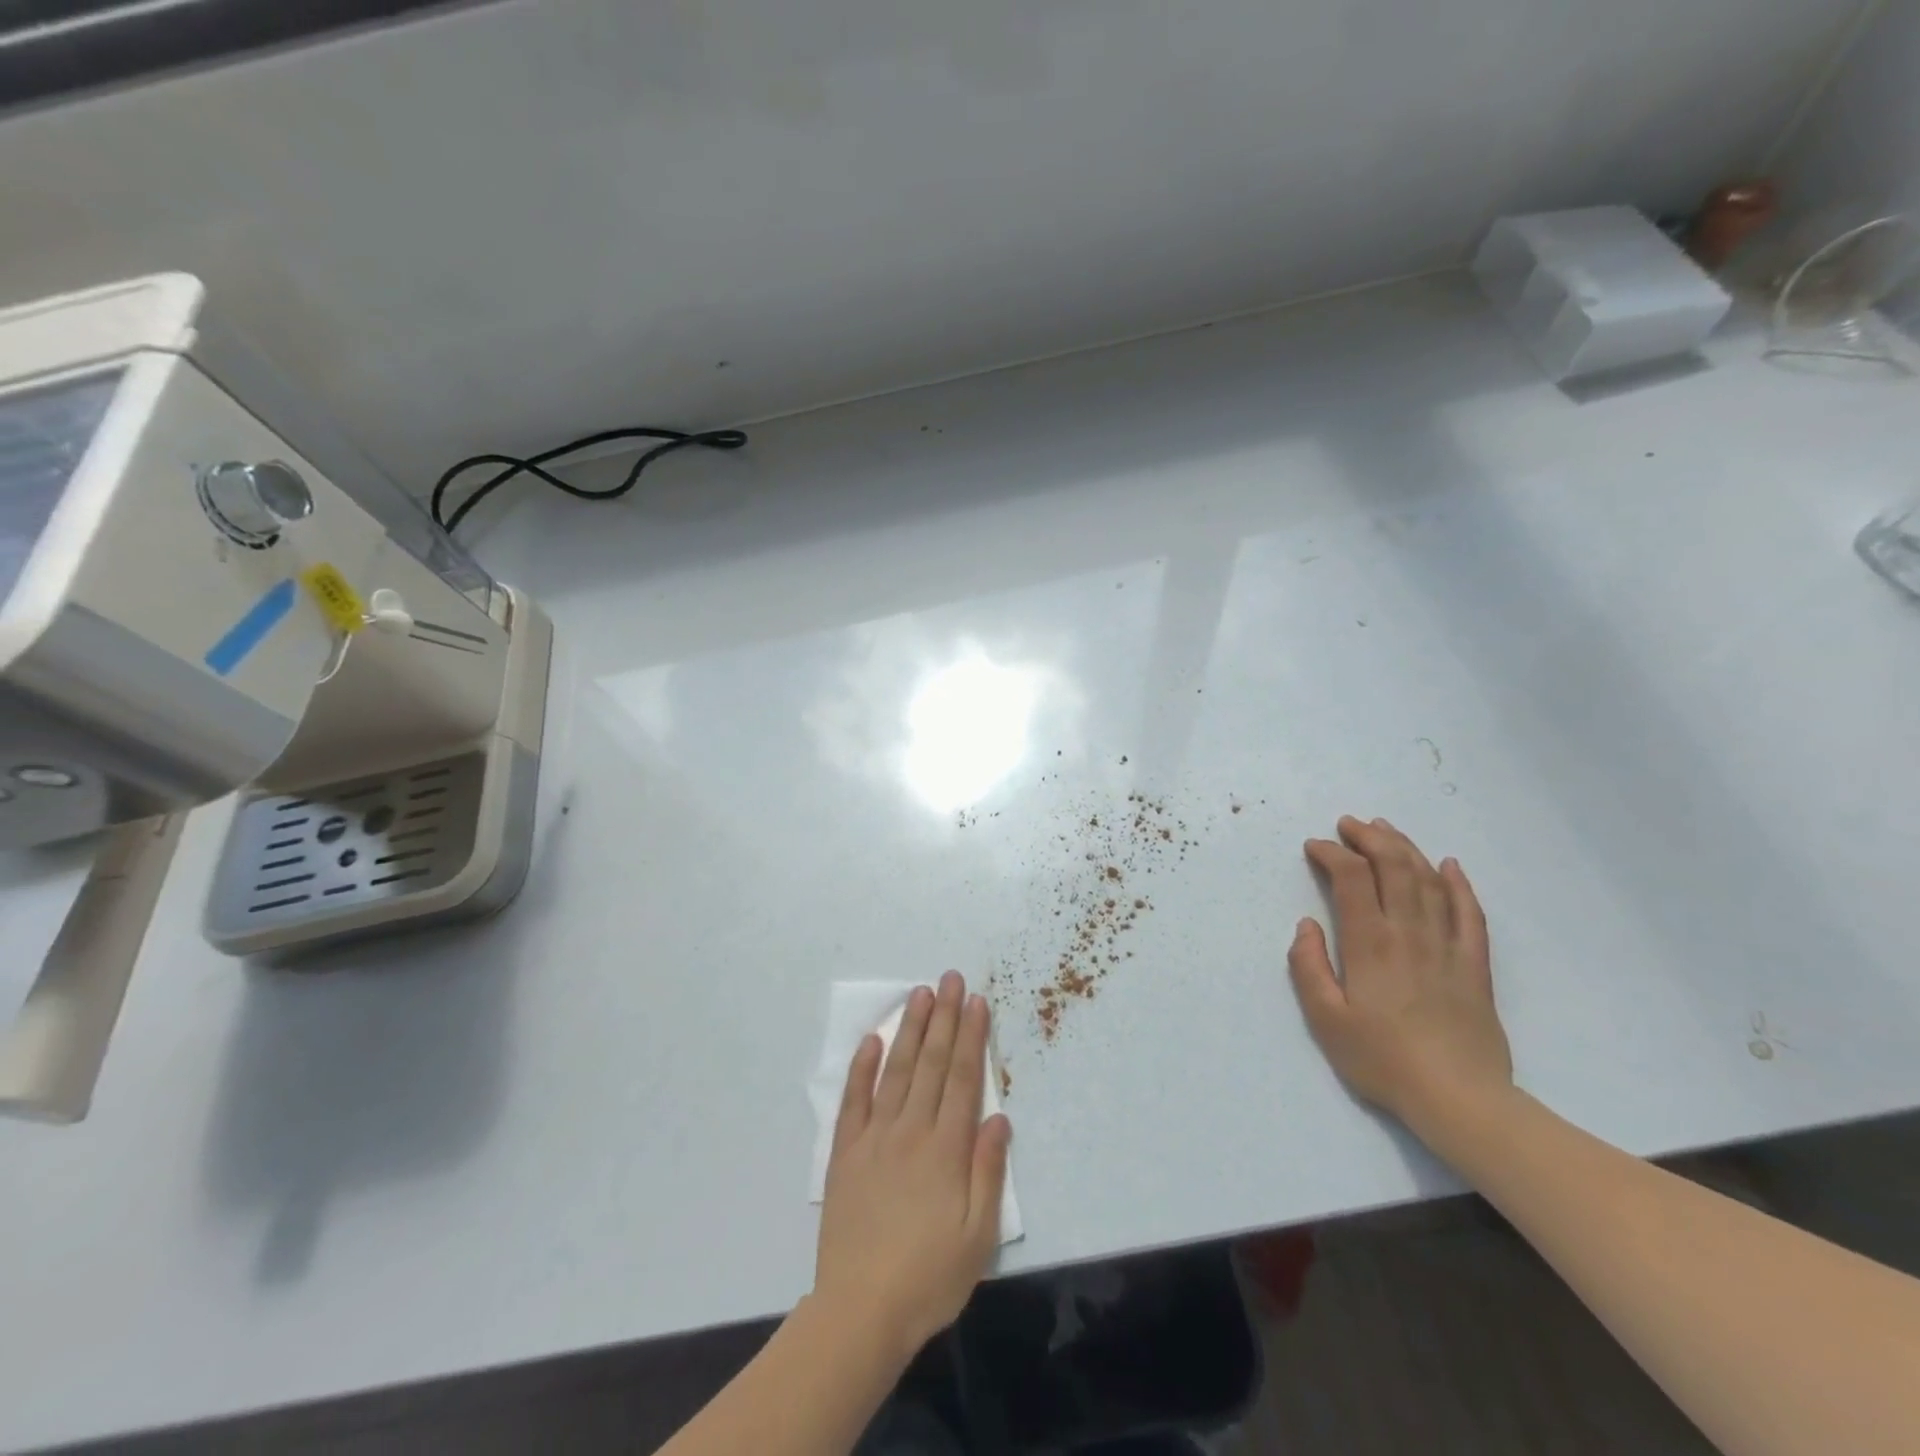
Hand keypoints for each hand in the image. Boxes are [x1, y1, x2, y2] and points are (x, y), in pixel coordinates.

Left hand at [814, 971, 1010, 1363]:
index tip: (977, 1001)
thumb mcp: (978, 1235)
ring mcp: (874, 1137)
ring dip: (910, 1030)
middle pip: (932, 1063)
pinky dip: (862, 1067)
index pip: (963, 1078)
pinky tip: (871, 1040)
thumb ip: (989, 1171)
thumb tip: (998, 1117)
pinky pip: (853, 1100)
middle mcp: (911, 1130)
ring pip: (896, 1070)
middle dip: (944, 1017)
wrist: (860, 1312)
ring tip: (920, 994)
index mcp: (946, 1149)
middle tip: (951, 978)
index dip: (971, 1037)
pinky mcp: (845, 1152)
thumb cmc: (929, 1278)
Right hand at [1287, 816, 1512, 1133]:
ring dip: (1405, 848)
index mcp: (1370, 943)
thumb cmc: (1382, 1060)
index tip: (1314, 847)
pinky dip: (1458, 883)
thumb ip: (1308, 967)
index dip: (1331, 853)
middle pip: (1393, 866)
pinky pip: (1470, 912)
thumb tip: (1307, 925)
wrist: (1459, 1098)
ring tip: (1385, 830)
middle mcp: (1409, 933)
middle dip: (1369, 838)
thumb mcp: (1325, 1019)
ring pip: (1428, 880)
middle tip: (1348, 824)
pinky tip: (1449, 865)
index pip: (1350, 879)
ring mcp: (1447, 945)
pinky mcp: (1475, 964)